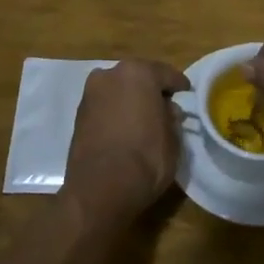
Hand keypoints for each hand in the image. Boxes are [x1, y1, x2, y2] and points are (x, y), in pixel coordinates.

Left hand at [64, 60, 190, 220]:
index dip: (178, 84)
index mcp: (138, 73)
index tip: (186, 92)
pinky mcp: (78, 115)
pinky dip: (115, 112)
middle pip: (138, 77)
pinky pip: (105, 106)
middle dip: (151, 89)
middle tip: (164, 105)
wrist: (99, 190)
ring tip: (143, 118)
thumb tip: (168, 111)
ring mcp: (91, 94)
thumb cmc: (145, 159)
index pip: (165, 74)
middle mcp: (111, 75)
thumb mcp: (173, 139)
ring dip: (130, 99)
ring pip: (118, 90)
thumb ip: (171, 118)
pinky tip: (124, 127)